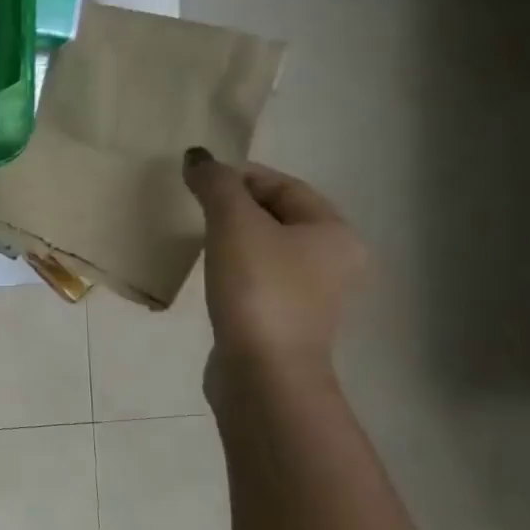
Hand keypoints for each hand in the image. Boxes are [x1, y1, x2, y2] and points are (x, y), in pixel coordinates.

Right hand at [183, 147, 364, 391]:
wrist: (263, 372)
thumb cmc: (258, 288)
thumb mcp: (234, 224)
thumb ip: (216, 184)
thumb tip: (197, 157)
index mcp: (334, 233)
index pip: (285, 186)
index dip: (241, 175)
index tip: (199, 179)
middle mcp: (333, 261)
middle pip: (279, 216)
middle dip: (236, 205)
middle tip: (195, 205)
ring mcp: (311, 296)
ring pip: (267, 248)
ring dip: (234, 237)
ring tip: (198, 236)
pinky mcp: (284, 321)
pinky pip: (258, 278)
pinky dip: (234, 267)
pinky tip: (210, 273)